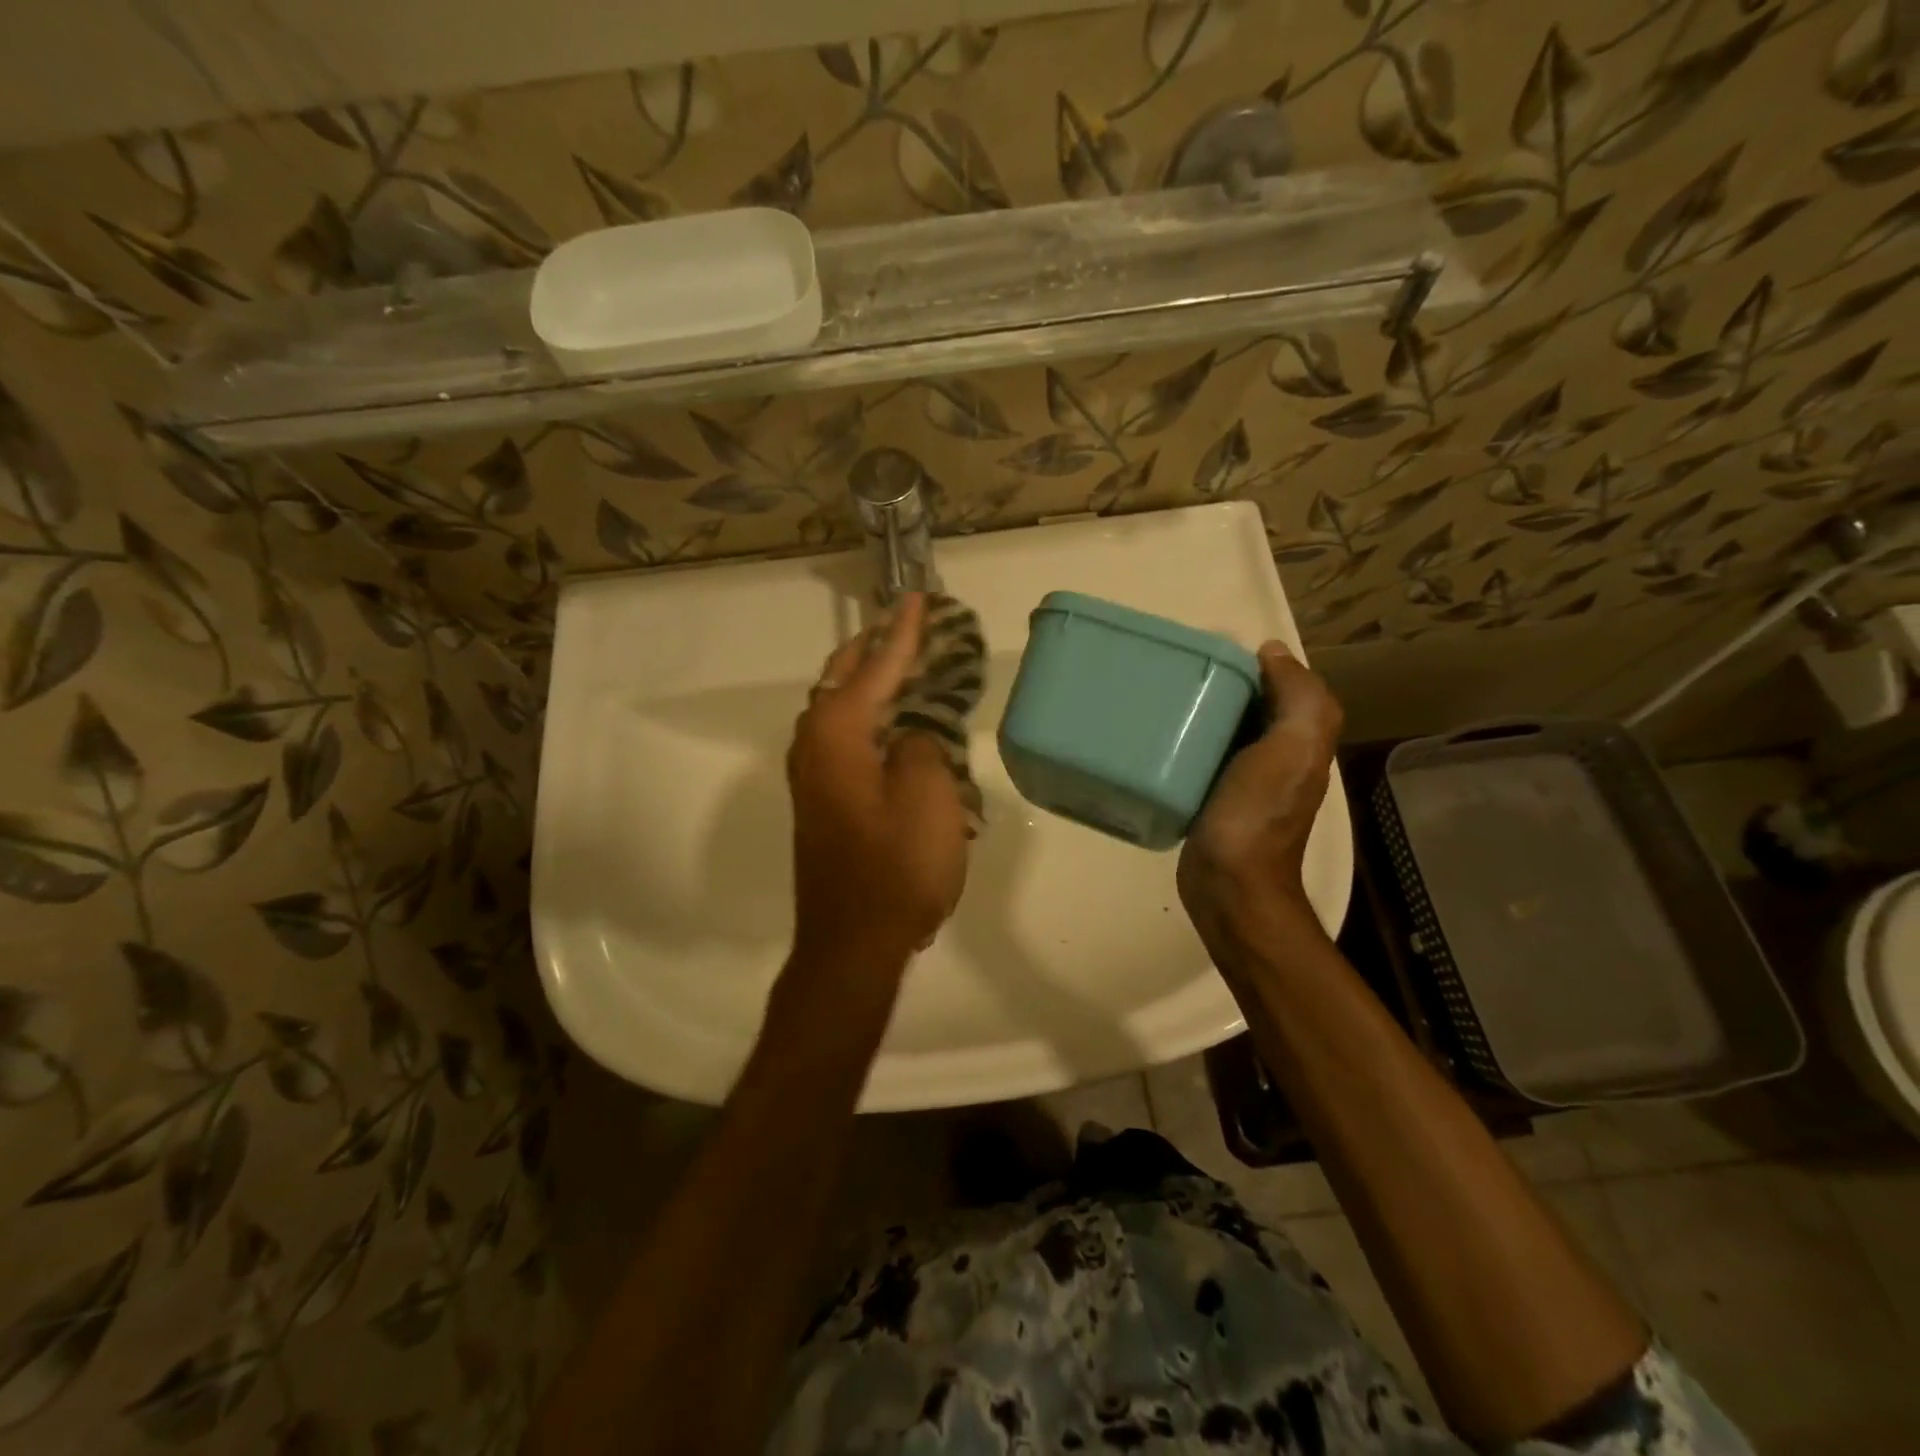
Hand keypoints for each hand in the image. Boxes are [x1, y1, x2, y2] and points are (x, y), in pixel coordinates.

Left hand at [786, 593, 970, 965]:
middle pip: (843, 680)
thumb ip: (921, 746)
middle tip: (907, 623)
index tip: (919, 597)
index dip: (903, 633)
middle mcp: (815, 746)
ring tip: (900, 661)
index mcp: (839, 735)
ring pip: (837, 708)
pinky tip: (888, 721)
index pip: (876, 668)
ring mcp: (813, 777)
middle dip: (875, 648)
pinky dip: (866, 716)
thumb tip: (909, 736)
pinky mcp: (822, 802)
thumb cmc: (897, 868)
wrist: (853, 943)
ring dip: (867, 681)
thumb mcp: (928, 796)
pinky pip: (843, 737)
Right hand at [1178, 642, 1342, 943]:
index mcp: (1301, 741)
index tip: (1214, 652)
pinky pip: (1204, 759)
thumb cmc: (1257, 815)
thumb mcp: (1292, 749)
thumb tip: (1273, 652)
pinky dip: (1187, 743)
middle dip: (1225, 685)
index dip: (1259, 665)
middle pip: (1254, 708)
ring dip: (1203, 713)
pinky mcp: (1213, 800)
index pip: (1286, 688)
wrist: (1230, 886)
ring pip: (1227, 732)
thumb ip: (1299, 698)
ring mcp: (1245, 782)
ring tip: (1163, 697)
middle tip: (1180, 671)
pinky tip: (1159, 738)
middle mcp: (1279, 758)